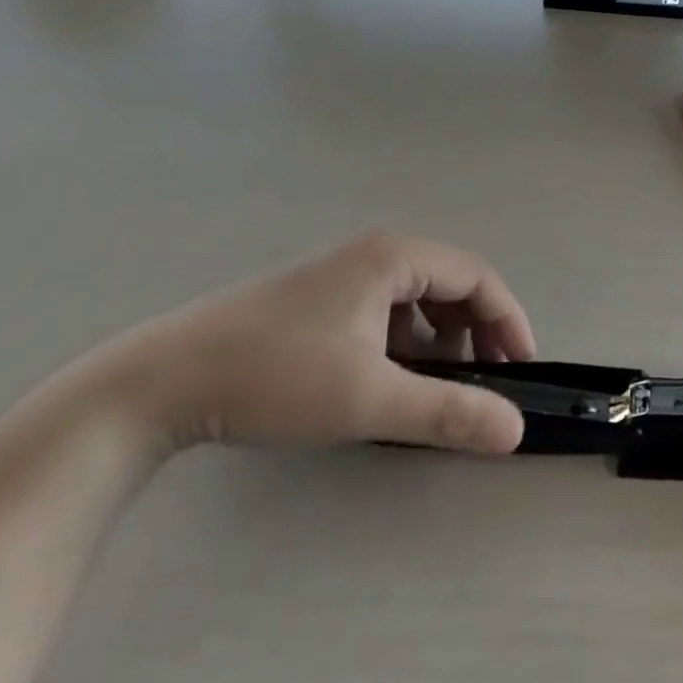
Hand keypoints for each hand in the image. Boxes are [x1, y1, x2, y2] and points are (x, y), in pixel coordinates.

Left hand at [108, 232, 537, 455]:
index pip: (478, 277)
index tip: (523, 368)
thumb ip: (447, 411)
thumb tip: (515, 429)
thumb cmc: (276, 375)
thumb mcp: (368, 398)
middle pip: (451, 284)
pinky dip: (407, 342)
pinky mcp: (320, 298)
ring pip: (418, 299)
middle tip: (489, 382)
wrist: (160, 382)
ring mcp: (345, 273)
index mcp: (396, 256)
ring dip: (442, 339)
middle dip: (477, 332)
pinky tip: (392, 379)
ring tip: (441, 387)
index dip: (508, 320)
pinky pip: (387, 310)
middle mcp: (376, 253)